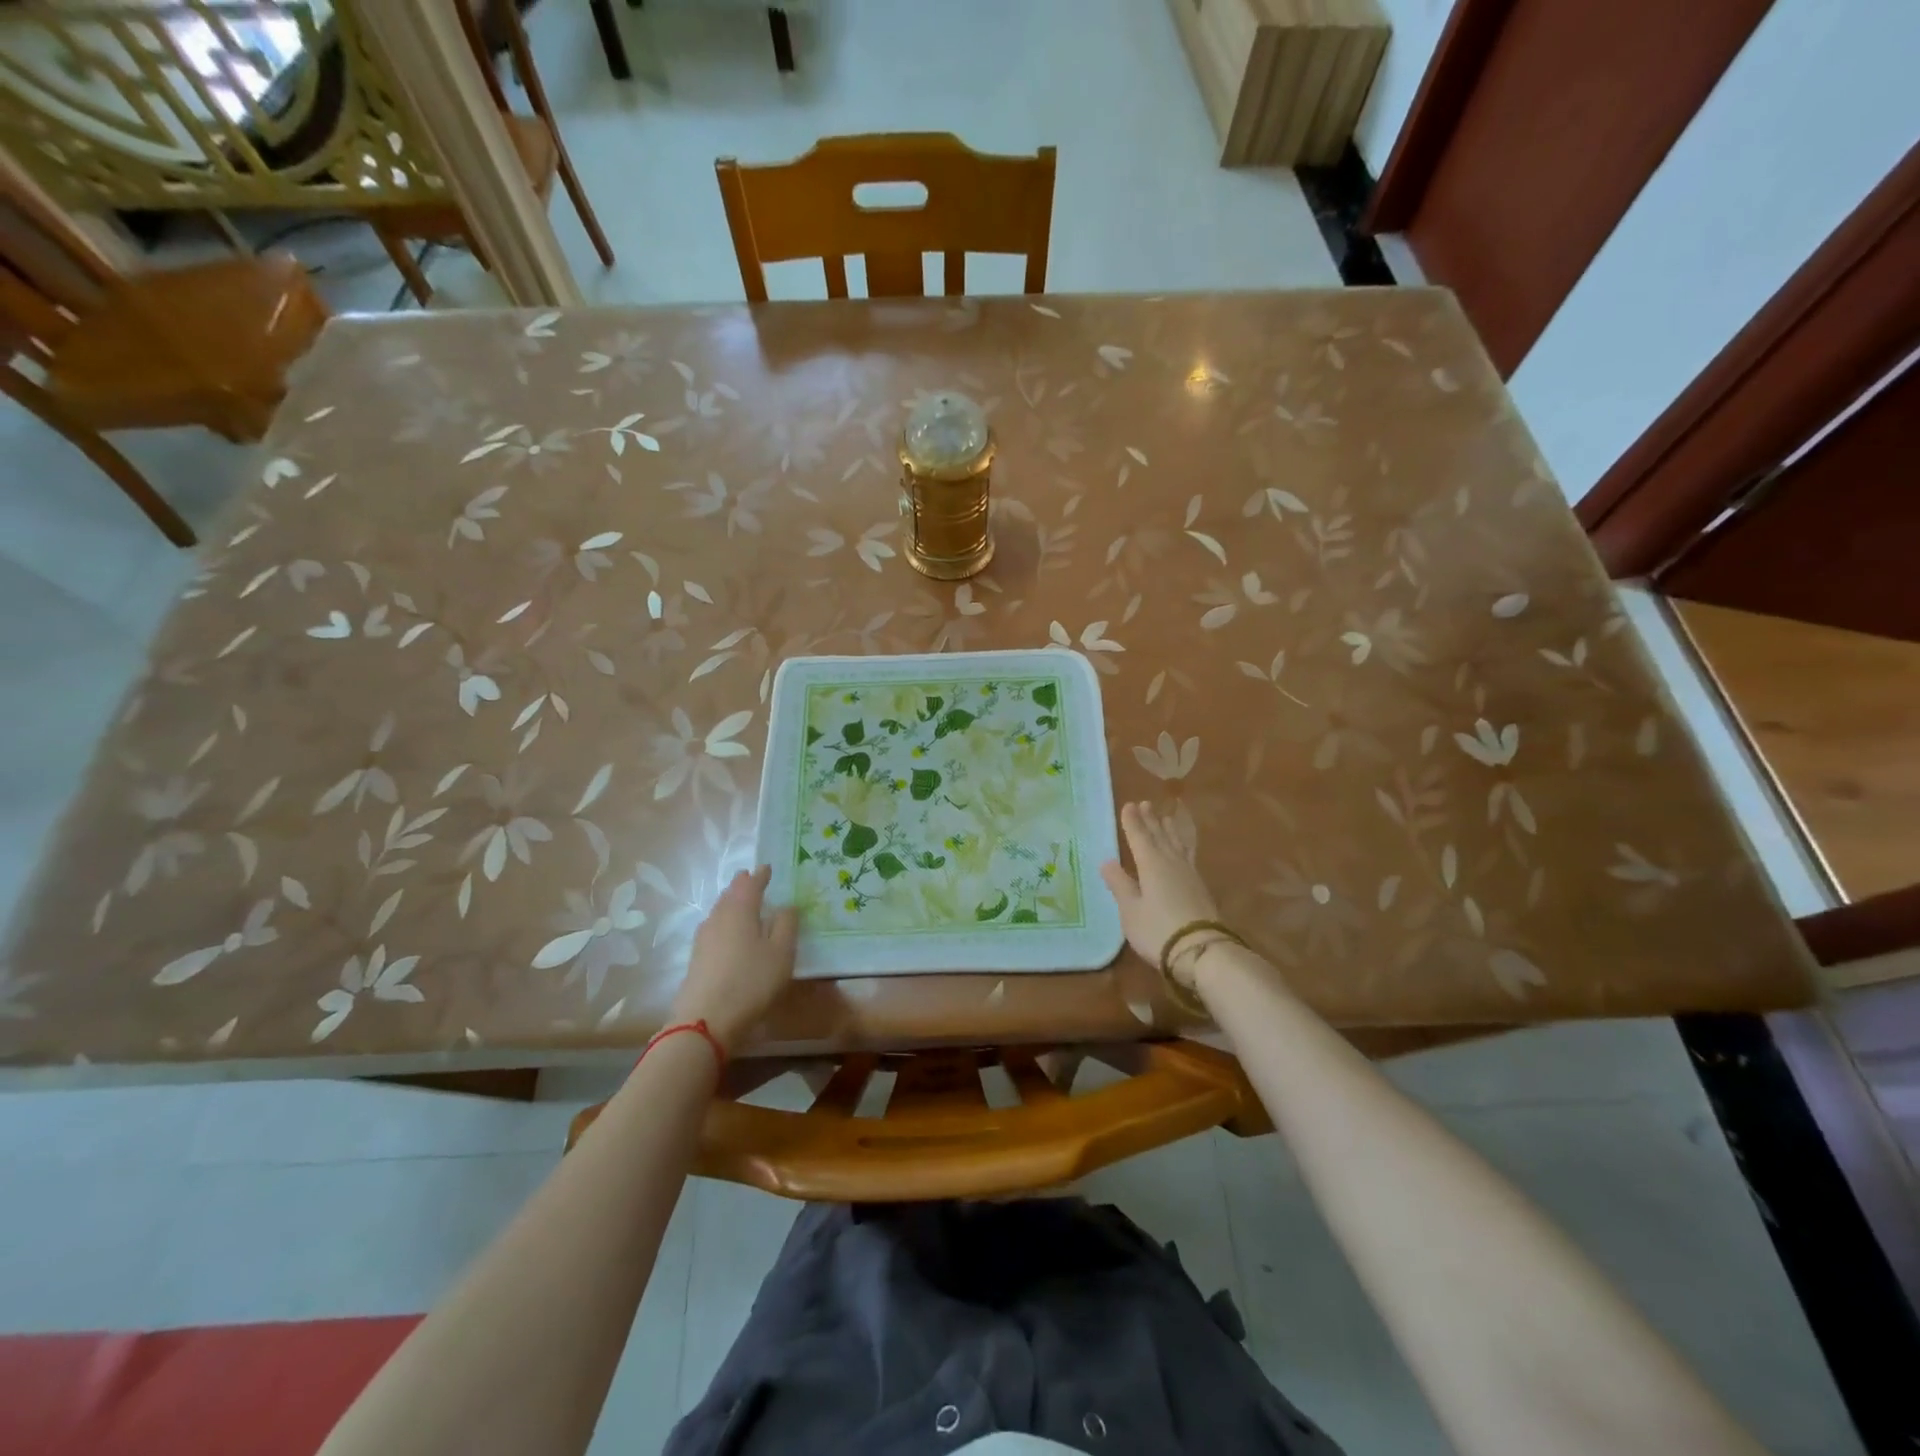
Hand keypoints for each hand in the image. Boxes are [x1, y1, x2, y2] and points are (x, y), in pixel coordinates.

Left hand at [670, 866, 797, 1053]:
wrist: (706, 1020)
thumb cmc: (751, 981)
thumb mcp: (781, 952)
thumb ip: (786, 924)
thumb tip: (786, 905)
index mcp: (741, 910)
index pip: (751, 884)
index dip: (760, 875)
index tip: (766, 867)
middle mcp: (719, 917)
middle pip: (730, 895)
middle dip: (742, 886)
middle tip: (752, 879)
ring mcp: (704, 938)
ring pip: (719, 911)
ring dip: (731, 903)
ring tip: (741, 903)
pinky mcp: (697, 958)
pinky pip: (713, 928)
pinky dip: (724, 922)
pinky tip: (728, 933)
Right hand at [1099, 801, 1223, 987]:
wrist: (1201, 951)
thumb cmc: (1158, 930)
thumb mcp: (1131, 910)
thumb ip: (1120, 884)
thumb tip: (1107, 861)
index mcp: (1151, 864)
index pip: (1139, 837)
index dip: (1132, 822)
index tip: (1128, 805)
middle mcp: (1171, 863)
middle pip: (1159, 837)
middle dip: (1151, 821)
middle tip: (1146, 804)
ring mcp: (1189, 874)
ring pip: (1176, 844)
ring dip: (1169, 830)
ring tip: (1166, 818)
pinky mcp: (1200, 887)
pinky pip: (1188, 855)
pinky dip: (1182, 845)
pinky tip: (1183, 849)